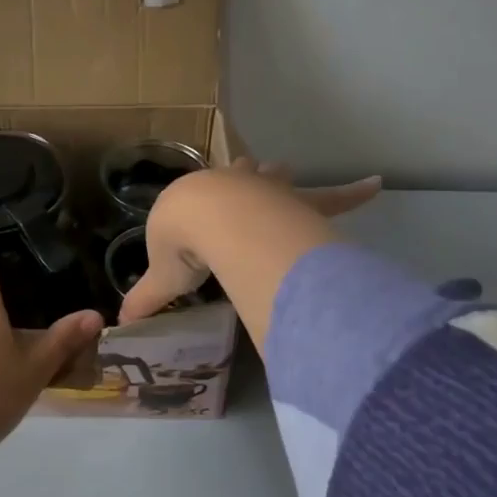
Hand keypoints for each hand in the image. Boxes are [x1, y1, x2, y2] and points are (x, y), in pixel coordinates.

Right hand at [118, 159, 382, 325]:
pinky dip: (353, 192)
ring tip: (287, 171)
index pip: (195, 200)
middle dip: (241, 176)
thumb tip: (120, 325)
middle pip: (239, 175)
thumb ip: (145, 299)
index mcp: (192, 201)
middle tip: (246, 177)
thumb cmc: (183, 244)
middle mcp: (230, 186)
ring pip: (278, 177)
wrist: (211, 221)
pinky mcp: (298, 202)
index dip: (198, 205)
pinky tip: (376, 184)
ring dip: (281, 177)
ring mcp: (267, 190)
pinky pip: (331, 197)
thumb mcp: (162, 277)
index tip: (199, 213)